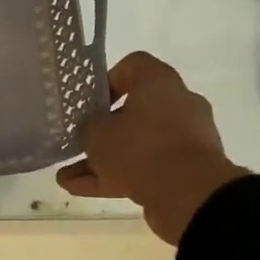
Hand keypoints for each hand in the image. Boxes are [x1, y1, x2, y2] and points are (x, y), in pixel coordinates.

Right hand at [57, 52, 248, 245]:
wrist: (190, 194)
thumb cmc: (140, 149)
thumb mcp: (97, 133)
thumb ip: (87, 125)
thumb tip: (91, 127)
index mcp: (159, 82)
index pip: (133, 65)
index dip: (107, 81)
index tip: (89, 103)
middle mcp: (177, 104)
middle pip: (134, 110)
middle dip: (102, 130)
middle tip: (78, 142)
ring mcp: (185, 138)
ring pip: (137, 144)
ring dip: (103, 160)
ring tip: (68, 177)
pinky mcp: (186, 169)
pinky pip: (146, 167)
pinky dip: (117, 177)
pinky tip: (83, 191)